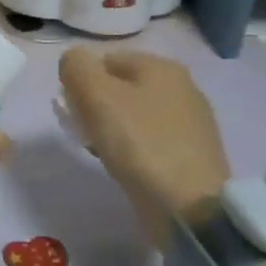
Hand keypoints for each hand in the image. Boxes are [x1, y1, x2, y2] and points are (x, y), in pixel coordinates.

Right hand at [58, 49, 230, 246]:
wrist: (188, 206)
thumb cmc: (139, 143)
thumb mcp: (96, 95)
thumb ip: (76, 67)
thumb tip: (73, 60)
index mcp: (161, 66)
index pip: (106, 59)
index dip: (82, 81)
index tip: (72, 110)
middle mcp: (182, 87)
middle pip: (122, 87)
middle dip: (96, 106)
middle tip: (83, 132)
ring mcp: (191, 122)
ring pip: (135, 115)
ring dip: (112, 128)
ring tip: (101, 151)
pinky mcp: (193, 154)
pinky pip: (150, 140)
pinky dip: (133, 148)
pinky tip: (126, 166)